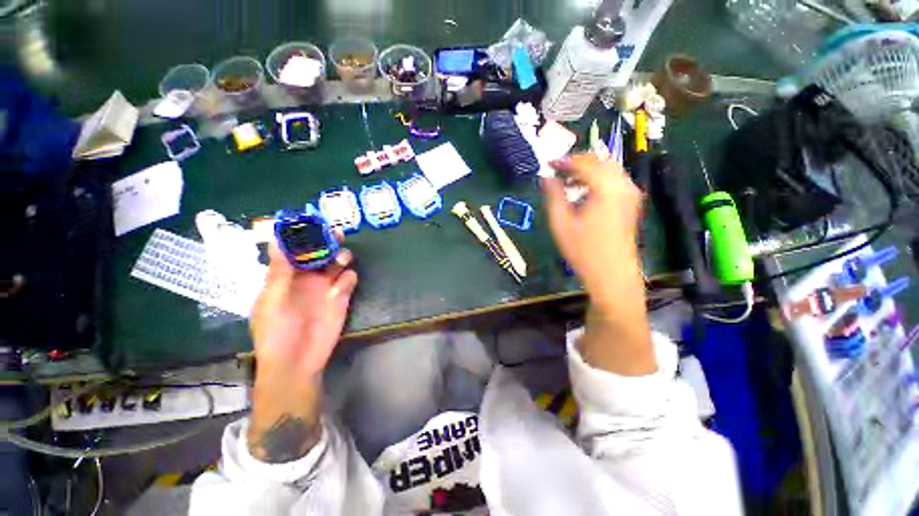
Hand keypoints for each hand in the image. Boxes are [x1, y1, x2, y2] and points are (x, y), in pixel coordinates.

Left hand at [250, 241, 357, 376]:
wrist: (297, 362)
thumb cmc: (276, 332)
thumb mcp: (273, 300)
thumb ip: (279, 270)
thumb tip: (277, 239)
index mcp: (285, 276)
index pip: (295, 250)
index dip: (303, 236)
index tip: (311, 223)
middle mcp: (307, 278)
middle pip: (321, 253)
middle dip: (328, 241)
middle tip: (337, 233)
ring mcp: (326, 287)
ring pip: (337, 263)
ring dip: (341, 257)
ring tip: (341, 260)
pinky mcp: (341, 298)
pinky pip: (348, 280)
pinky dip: (347, 279)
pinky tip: (341, 289)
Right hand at [542, 153, 655, 375]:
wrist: (612, 274)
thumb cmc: (584, 250)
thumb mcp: (561, 223)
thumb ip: (553, 196)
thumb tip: (547, 178)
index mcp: (606, 187)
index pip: (584, 162)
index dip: (564, 160)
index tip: (548, 164)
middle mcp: (623, 184)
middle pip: (600, 160)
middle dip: (577, 162)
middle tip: (557, 171)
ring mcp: (630, 193)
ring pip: (608, 168)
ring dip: (587, 170)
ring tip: (567, 181)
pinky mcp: (631, 202)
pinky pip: (614, 179)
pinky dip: (597, 178)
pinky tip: (583, 191)